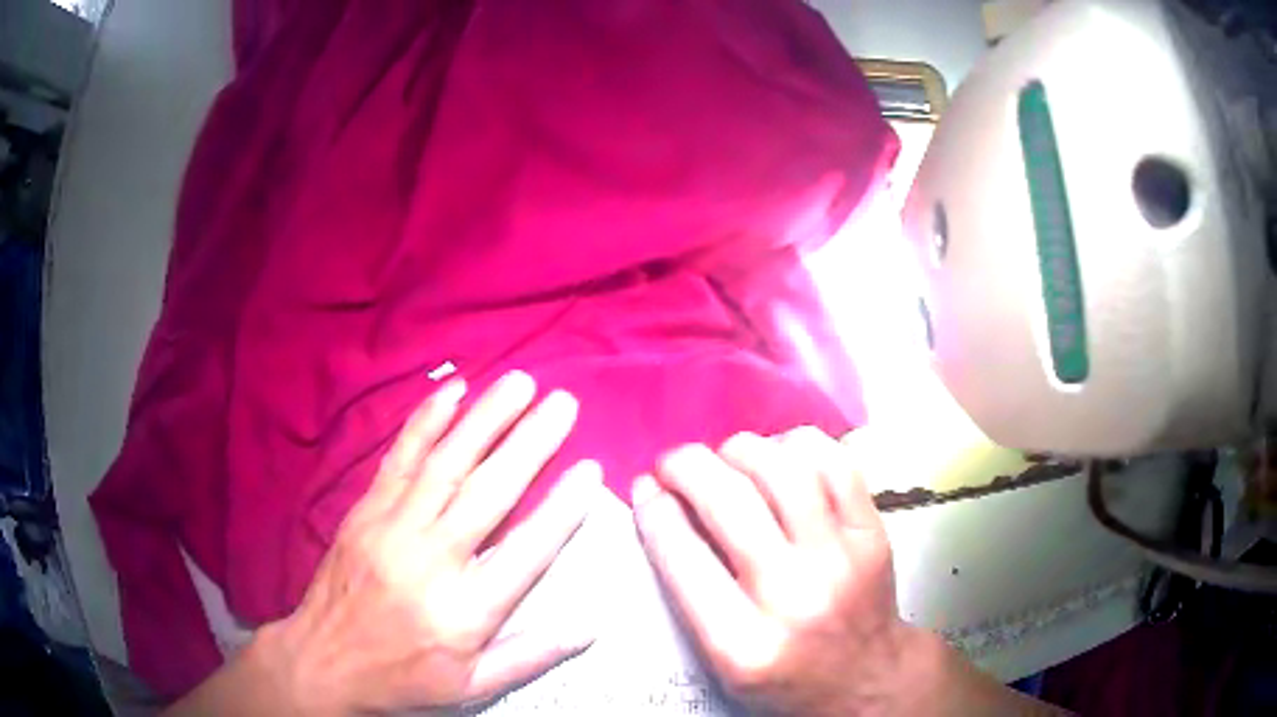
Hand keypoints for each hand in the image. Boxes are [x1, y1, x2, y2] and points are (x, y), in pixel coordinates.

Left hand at [255, 372, 601, 712]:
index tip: (591, 469)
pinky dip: (426, 421)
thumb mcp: (472, 688)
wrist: (323, 662)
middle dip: (531, 443)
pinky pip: (399, 458)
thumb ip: (529, 656)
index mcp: (464, 611)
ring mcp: (392, 529)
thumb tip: (588, 629)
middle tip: (564, 403)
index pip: (526, 551)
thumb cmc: (403, 677)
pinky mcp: (365, 511)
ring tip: (520, 383)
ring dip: (485, 418)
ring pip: (445, 464)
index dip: (562, 509)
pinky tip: (453, 391)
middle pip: (489, 493)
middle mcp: (430, 561)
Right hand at [634, 428, 1068, 716]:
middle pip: (728, 502)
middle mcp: (793, 597)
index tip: (645, 488)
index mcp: (742, 645)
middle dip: (686, 466)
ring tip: (726, 457)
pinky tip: (781, 456)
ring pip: (783, 470)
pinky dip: (798, 445)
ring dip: (740, 449)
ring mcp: (841, 560)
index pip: (681, 556)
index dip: (653, 508)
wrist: (866, 679)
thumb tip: (661, 502)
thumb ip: (689, 589)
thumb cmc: (783, 677)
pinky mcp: (873, 534)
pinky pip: (835, 464)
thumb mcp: (721, 659)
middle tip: (673, 463)